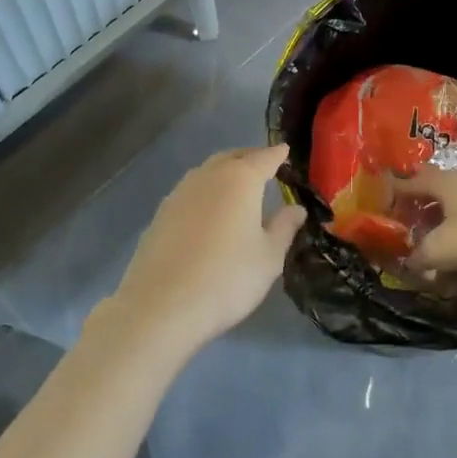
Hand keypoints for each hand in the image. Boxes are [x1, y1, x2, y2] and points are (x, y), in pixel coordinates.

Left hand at [109, 145, 306, 357]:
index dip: (277, 155)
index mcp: (240, 180)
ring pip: (207, 172)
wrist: (161, 306)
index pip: (264, 158)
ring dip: (224, 173)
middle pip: (232, 158)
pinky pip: (190, 192)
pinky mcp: (160, 214)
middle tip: (264, 166)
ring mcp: (179, 193)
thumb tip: (296, 208)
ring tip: (237, 188)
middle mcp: (208, 177)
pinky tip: (209, 212)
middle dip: (249, 158)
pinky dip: (205, 192)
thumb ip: (284, 227)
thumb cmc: (226, 278)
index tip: (285, 151)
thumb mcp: (268, 257)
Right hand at [399, 168, 456, 273]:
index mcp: (444, 182)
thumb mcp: (444, 248)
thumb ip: (422, 255)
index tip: (384, 195)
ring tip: (439, 225)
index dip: (396, 189)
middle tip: (410, 209)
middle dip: (423, 196)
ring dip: (448, 209)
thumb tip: (410, 261)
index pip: (412, 181)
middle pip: (437, 183)